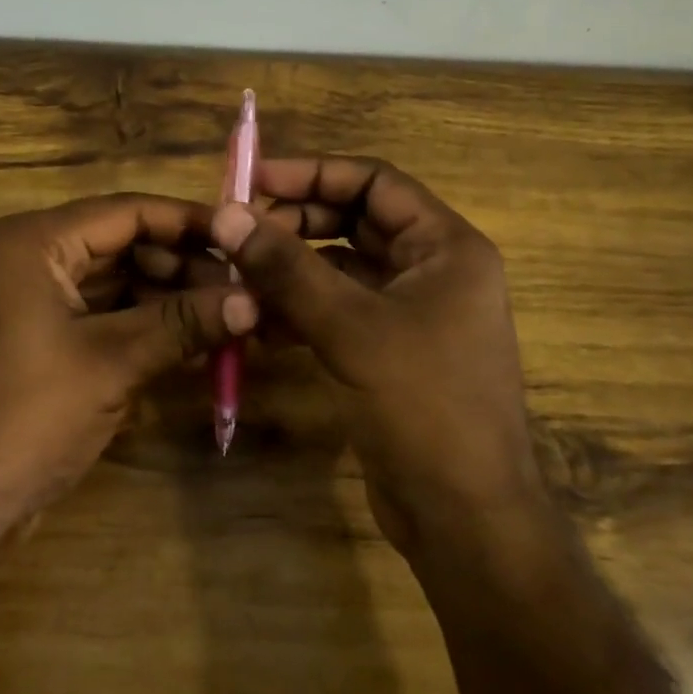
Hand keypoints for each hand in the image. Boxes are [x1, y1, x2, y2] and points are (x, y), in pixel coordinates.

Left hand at [0, 194, 255, 550]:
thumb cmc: (24, 418)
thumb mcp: (110, 363)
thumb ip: (183, 323)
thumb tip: (254, 300)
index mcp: (33, 242)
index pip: (126, 211)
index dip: (188, 222)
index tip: (243, 239)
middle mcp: (27, 258)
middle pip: (121, 244)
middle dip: (181, 267)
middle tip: (241, 293)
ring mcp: (29, 300)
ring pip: (114, 281)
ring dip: (166, 299)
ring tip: (226, 320)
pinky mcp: (35, 339)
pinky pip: (98, 315)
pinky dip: (140, 326)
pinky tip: (188, 343)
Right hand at [210, 158, 550, 560]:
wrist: (464, 518)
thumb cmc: (423, 407)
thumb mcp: (350, 328)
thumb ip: (287, 268)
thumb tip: (228, 214)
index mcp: (445, 247)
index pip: (374, 182)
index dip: (313, 174)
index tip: (254, 181)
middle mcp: (432, 269)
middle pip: (355, 221)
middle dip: (295, 222)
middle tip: (237, 231)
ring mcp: (411, 312)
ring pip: (341, 268)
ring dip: (291, 268)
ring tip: (236, 274)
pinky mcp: (389, 350)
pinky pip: (338, 309)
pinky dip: (299, 309)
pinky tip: (257, 321)